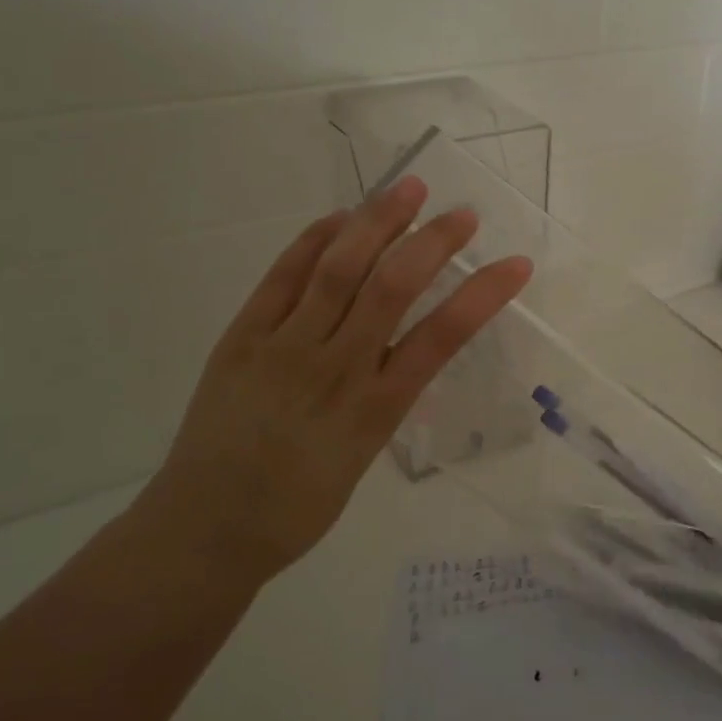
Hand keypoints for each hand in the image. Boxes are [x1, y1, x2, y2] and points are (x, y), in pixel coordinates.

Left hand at [150, 177, 531, 574]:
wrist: (206, 531)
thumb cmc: (297, 508)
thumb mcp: (362, 459)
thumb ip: (383, 400)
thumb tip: (401, 351)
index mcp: (374, 409)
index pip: (441, 338)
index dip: (483, 294)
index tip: (516, 264)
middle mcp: (334, 368)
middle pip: (391, 288)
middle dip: (432, 242)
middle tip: (463, 213)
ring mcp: (283, 348)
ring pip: (337, 271)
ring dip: (377, 223)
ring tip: (407, 188)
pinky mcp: (241, 339)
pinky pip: (281, 279)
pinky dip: (312, 242)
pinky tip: (339, 220)